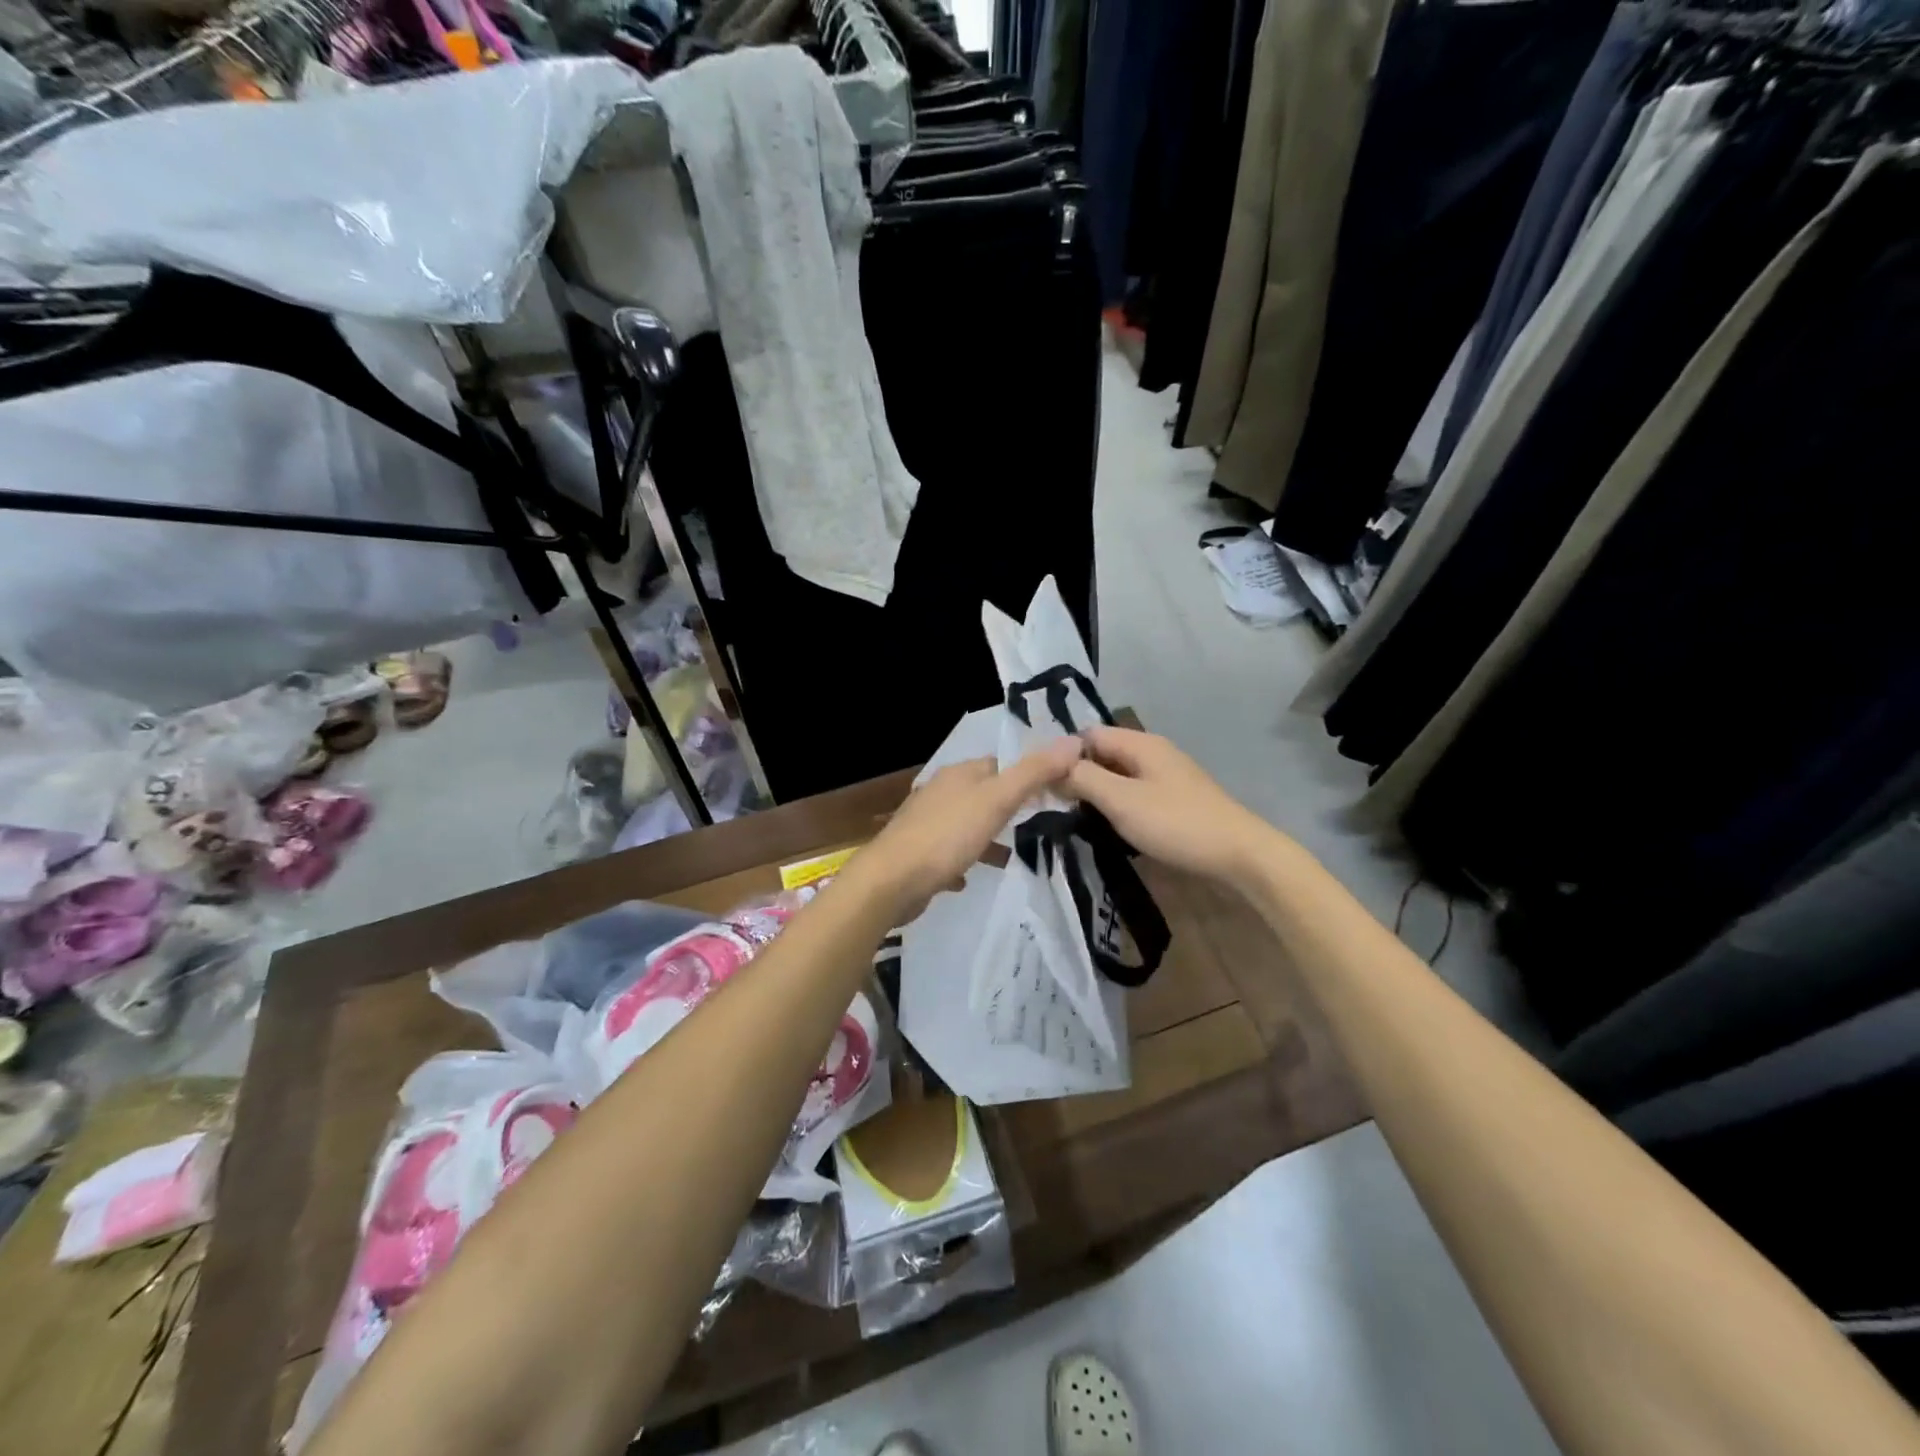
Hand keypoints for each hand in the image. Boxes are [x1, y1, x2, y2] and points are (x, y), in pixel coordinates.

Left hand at [844, 739, 1083, 923]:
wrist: (892, 880)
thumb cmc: (948, 835)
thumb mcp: (998, 800)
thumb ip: (1034, 773)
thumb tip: (1074, 740)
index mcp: (959, 774)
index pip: (1001, 763)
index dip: (1029, 773)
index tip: (1056, 790)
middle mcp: (940, 792)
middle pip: (983, 793)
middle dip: (1009, 806)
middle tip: (1041, 822)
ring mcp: (926, 823)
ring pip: (967, 823)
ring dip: (988, 836)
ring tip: (1014, 855)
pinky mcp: (918, 854)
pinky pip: (949, 852)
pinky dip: (964, 859)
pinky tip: (972, 877)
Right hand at [1062, 725, 1282, 887]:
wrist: (1239, 855)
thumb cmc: (1176, 823)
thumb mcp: (1121, 800)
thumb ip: (1084, 779)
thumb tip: (1055, 767)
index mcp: (1141, 744)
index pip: (1089, 735)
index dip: (1063, 754)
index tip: (1041, 782)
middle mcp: (1153, 753)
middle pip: (1104, 754)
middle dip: (1078, 775)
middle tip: (1052, 803)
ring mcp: (1166, 777)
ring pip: (1118, 776)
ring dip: (1096, 793)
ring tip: (1073, 816)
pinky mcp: (1174, 800)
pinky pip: (1134, 793)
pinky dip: (1116, 805)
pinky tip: (1106, 825)